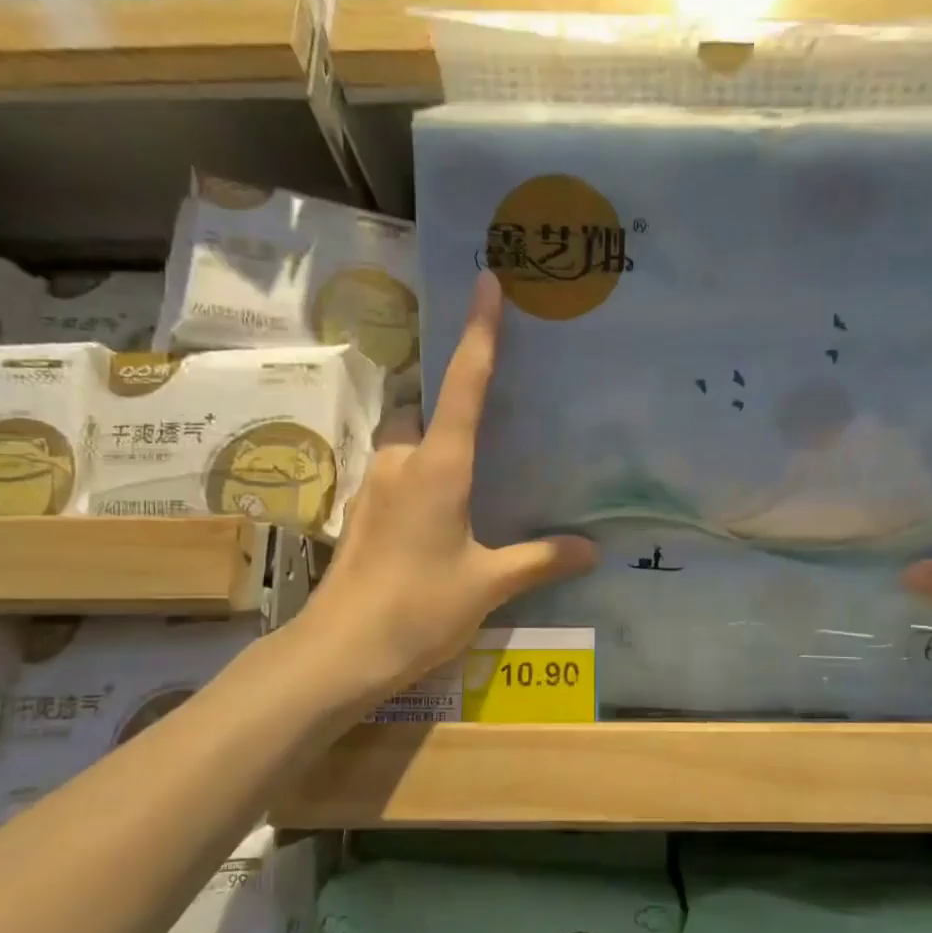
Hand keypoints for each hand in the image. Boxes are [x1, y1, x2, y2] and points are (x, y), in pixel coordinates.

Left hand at [293, 272, 596, 704]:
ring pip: (403, 439)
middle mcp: (401, 461)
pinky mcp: (361, 513)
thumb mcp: (488, 584)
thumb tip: (591, 549)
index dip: (479, 331)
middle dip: (447, 401)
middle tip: (487, 419)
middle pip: (422, 405)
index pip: (464, 384)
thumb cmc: (418, 608)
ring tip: (468, 472)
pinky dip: (417, 473)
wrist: (340, 652)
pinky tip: (439, 514)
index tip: (486, 280)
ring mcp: (374, 486)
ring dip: (429, 440)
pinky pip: (394, 471)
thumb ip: (539, 560)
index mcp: (438, 466)